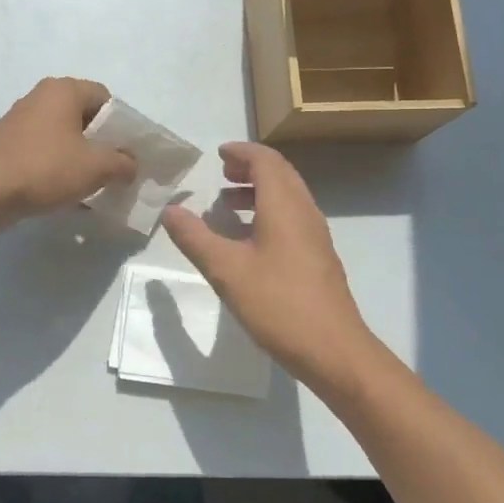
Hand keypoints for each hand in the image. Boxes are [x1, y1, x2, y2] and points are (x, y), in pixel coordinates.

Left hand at [0, 77, 136, 234]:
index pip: (106, 99)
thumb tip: (130, 164)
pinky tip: (66, 195)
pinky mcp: (8, 145)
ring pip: (64, 137)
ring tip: (93, 186)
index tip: (128, 153)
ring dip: (80, 159)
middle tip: (115, 171)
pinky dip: (58, 168)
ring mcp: (20, 121)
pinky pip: (44, 153)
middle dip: (102, 145)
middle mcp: (40, 98)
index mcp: (63, 90)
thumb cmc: (46, 169)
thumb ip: (122, 163)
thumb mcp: (97, 167)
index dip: (122, 126)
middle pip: (84, 118)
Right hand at [162, 142, 383, 396]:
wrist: (333, 350)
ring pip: (288, 197)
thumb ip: (195, 238)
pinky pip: (292, 218)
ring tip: (227, 204)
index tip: (218, 155)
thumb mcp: (227, 270)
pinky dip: (268, 212)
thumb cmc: (278, 304)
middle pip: (281, 174)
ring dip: (259, 191)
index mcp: (285, 206)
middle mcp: (305, 212)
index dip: (242, 152)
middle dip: (250, 168)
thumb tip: (170, 210)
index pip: (266, 161)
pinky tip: (248, 240)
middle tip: (222, 174)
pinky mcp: (318, 257)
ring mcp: (315, 236)